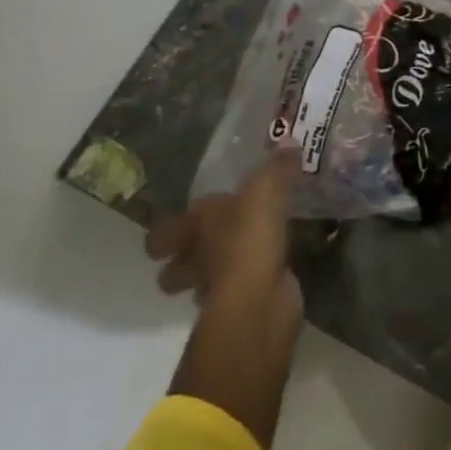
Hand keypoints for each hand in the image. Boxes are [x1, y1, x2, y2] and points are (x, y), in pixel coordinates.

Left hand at [146, 151, 300, 316]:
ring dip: (216, 274)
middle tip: (207, 245)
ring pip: (204, 284)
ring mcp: (216, 289)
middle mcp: (196, 260)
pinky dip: (250, 283)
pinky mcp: (242, 306)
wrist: (259, 300)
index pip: (160, 237)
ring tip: (241, 255)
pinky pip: (241, 292)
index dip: (164, 235)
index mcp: (192, 229)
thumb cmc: (248, 239)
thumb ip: (276, 168)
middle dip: (185, 262)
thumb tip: (291, 144)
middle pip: (174, 270)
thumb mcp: (265, 191)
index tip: (175, 229)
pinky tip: (268, 270)